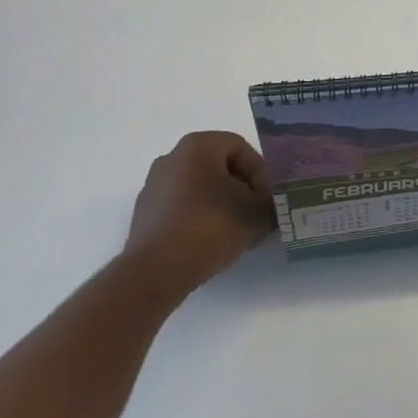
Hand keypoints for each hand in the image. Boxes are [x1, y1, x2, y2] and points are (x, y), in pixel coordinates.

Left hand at [122, 132, 276, 292]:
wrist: (154, 273)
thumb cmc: (209, 227)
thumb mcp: (255, 215)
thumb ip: (271, 205)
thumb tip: (273, 206)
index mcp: (198, 144)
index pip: (241, 148)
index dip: (261, 174)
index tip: (267, 201)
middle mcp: (172, 156)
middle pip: (219, 166)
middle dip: (241, 189)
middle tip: (255, 214)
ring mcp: (154, 185)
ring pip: (199, 187)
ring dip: (220, 204)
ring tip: (234, 232)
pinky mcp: (144, 214)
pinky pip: (180, 207)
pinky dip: (197, 218)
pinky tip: (207, 243)